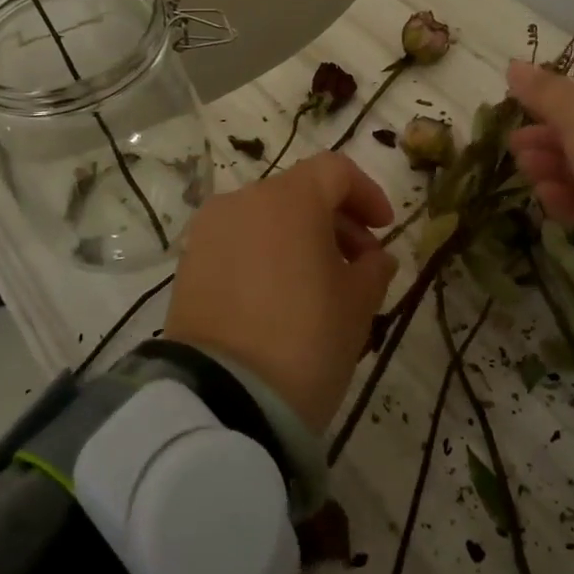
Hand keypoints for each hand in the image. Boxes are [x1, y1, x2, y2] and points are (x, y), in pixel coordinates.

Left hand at [166, 152, 398, 433]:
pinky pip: (238, 243)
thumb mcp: (358, 305)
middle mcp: (243, 201)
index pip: (335, 171)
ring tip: (320, 285)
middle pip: (299, 192)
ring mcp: (210, 231)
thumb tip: (375, 257)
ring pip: (266, 217)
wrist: (222, 402)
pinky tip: (280, 297)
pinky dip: (265, 254)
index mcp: (290, 199)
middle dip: (335, 220)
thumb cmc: (305, 341)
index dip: (367, 193)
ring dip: (299, 238)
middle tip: (359, 264)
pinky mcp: (189, 264)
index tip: (384, 229)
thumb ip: (374, 269)